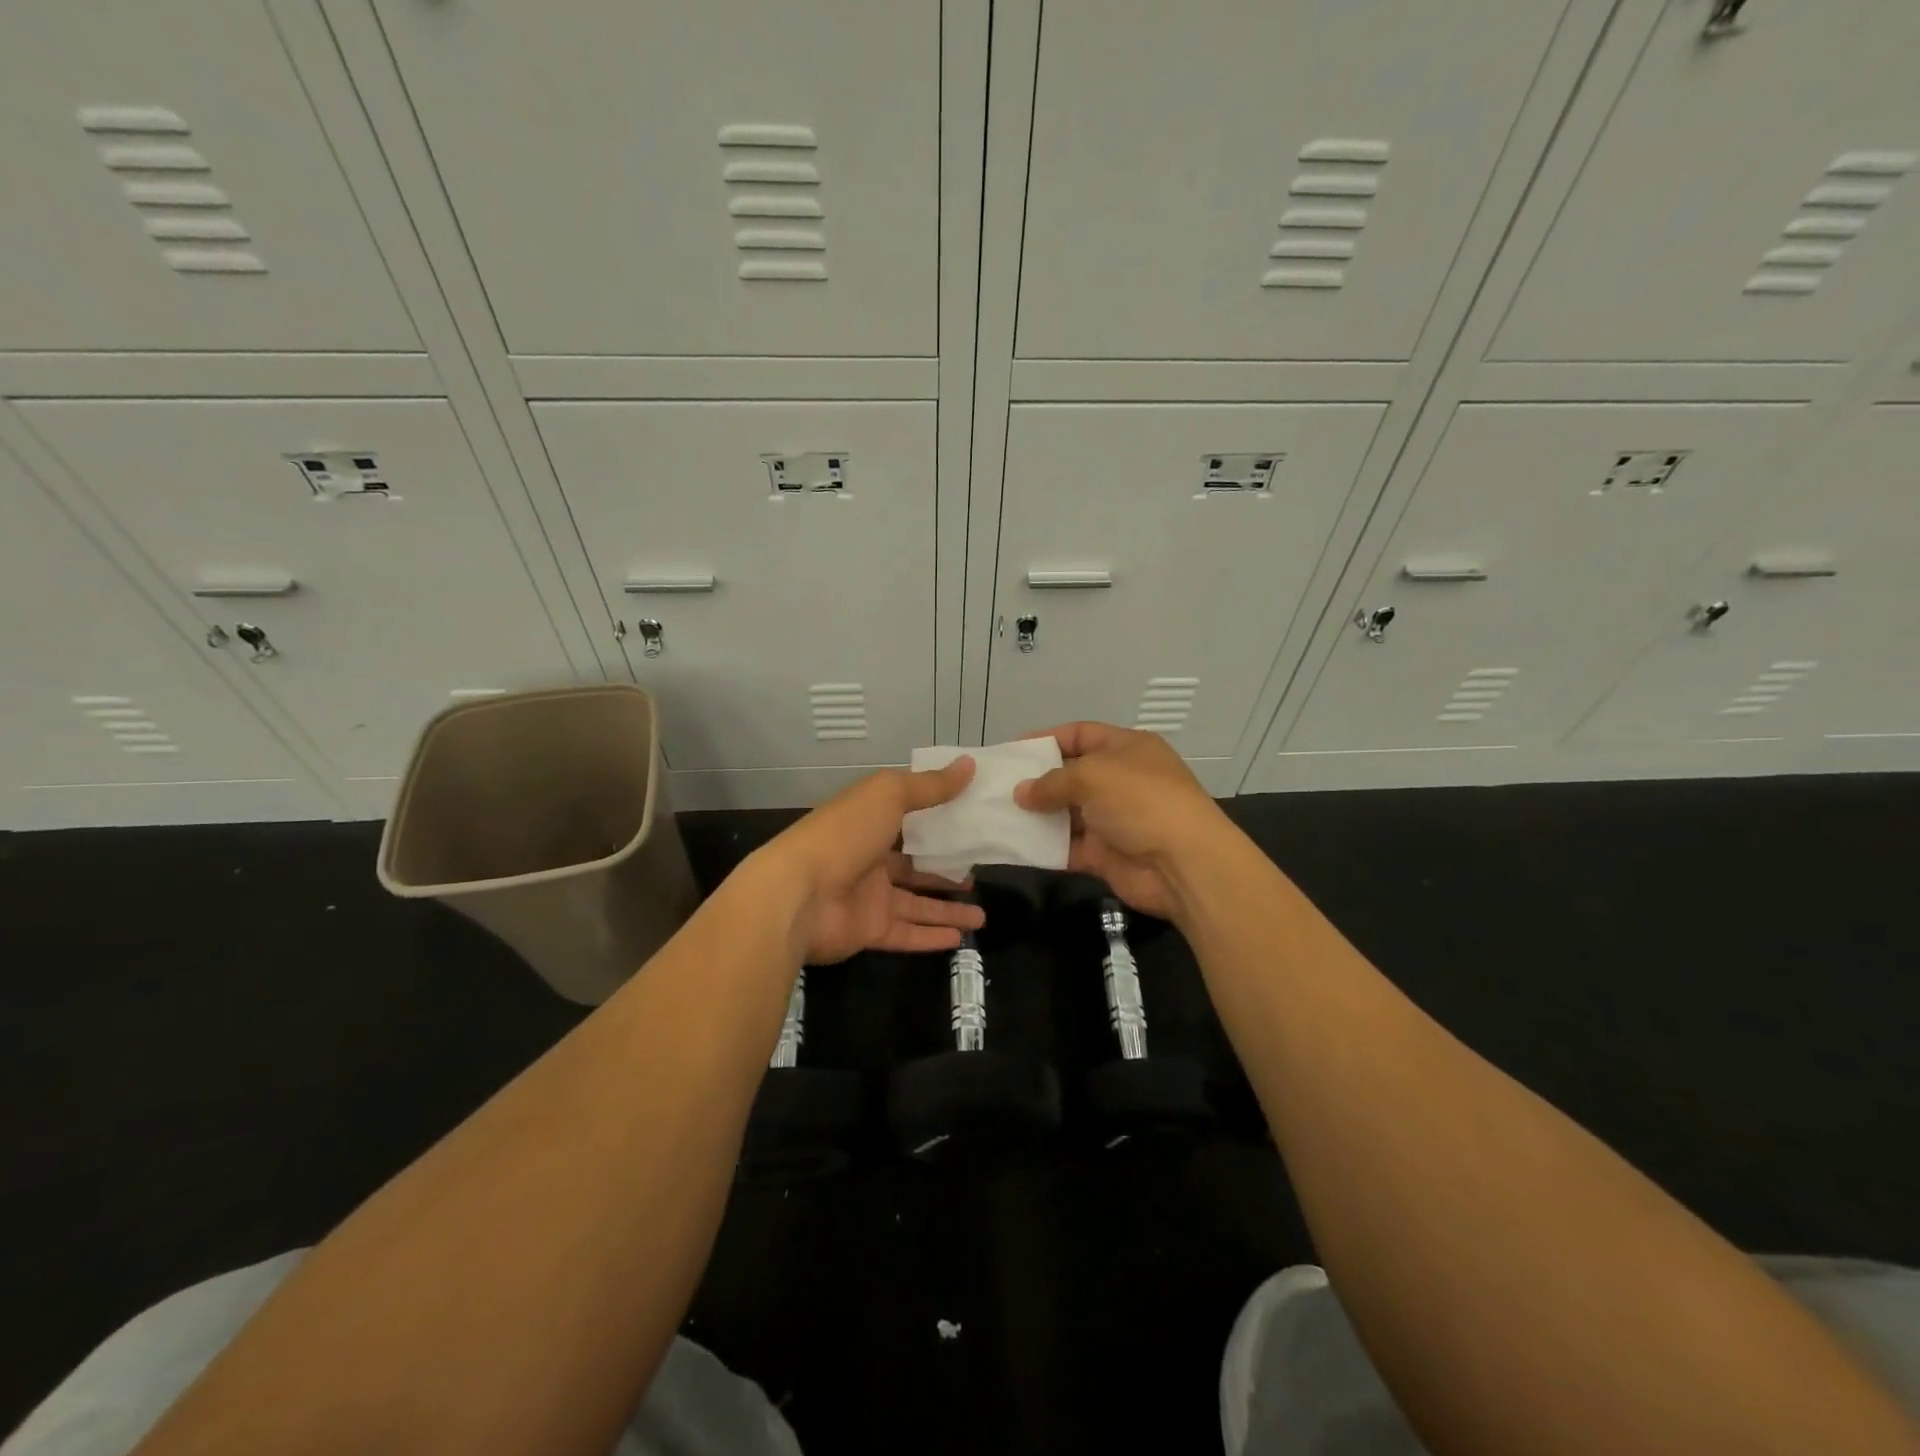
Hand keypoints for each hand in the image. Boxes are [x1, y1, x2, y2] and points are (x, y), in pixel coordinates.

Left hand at [754, 759, 985, 964]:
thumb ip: (930, 786)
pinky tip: (960, 938)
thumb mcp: (889, 796)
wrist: (797, 895)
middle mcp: (868, 859)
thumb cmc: (844, 835)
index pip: (907, 819)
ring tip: (982, 916)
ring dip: (947, 909)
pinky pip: (906, 933)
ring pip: (916, 904)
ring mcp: (867, 897)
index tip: (971, 820)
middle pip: (914, 865)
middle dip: (945, 869)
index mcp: (868, 822)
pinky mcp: (867, 930)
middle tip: (979, 873)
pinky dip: (931, 937)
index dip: (937, 819)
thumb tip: (969, 764)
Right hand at [1014, 722, 1230, 920]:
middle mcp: (1121, 780)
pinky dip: (1044, 847)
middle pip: (1071, 774)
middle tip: (998, 786)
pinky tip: (1014, 844)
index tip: (1013, 750)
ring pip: (1066, 813)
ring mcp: (1114, 819)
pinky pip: (1068, 847)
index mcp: (1127, 748)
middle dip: (1037, 780)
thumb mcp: (1093, 776)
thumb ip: (1052, 782)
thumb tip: (1021, 793)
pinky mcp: (1106, 854)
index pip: (1081, 734)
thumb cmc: (1141, 801)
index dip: (1047, 738)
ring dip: (1037, 815)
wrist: (1184, 864)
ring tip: (998, 814)